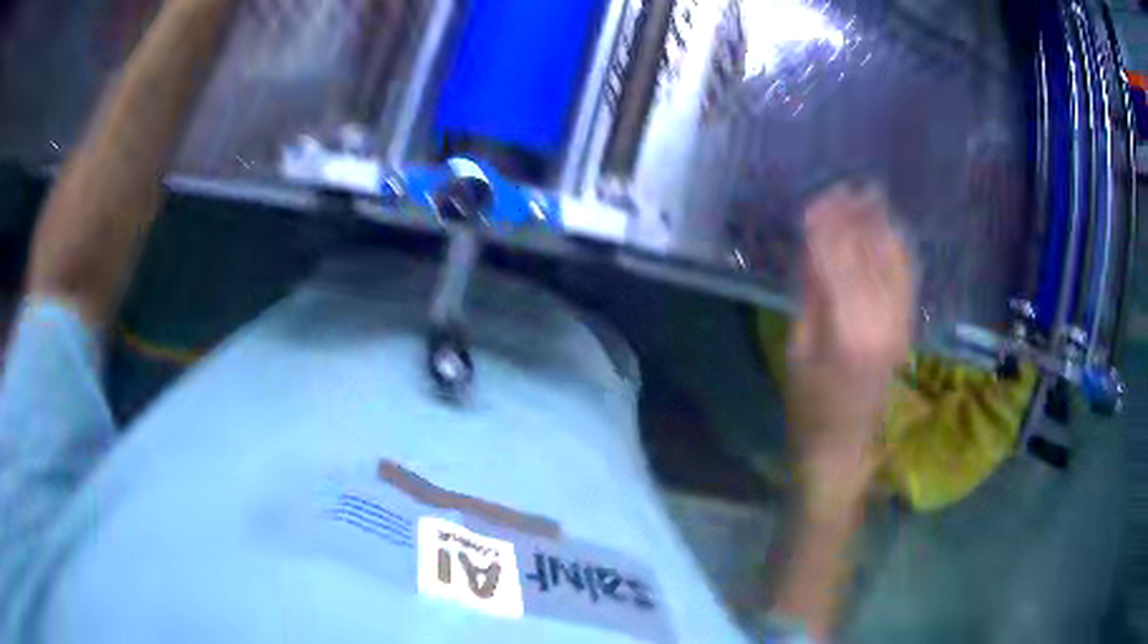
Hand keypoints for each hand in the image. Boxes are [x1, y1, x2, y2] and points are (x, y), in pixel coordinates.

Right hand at [786, 184, 913, 513]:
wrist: (844, 446)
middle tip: (842, 185)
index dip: (826, 225)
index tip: (814, 200)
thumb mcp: (797, 349)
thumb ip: (810, 292)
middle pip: (869, 252)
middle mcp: (881, 320)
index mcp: (846, 329)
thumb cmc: (808, 406)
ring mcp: (900, 323)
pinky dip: (900, 247)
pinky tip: (892, 226)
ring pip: (894, 259)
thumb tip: (813, 244)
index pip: (837, 259)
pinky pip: (908, 277)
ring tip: (868, 193)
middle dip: (855, 215)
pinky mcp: (908, 327)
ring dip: (881, 224)